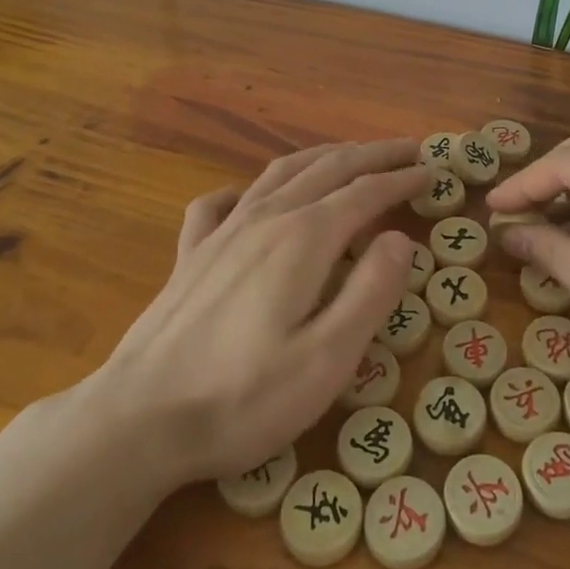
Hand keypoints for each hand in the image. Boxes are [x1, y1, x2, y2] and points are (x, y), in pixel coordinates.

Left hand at [85, 139, 426, 488]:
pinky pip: (221, 202)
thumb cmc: (242, 398)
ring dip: (323, 156)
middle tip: (409, 148)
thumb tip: (399, 240)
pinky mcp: (190, 254)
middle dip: (373, 154)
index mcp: (304, 239)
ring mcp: (222, 232)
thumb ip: (370, 293)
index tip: (432, 170)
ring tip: (350, 154)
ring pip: (280, 172)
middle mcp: (266, 219)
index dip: (401, 178)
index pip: (365, 192)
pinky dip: (246, 188)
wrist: (137, 419)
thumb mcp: (327, 359)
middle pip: (328, 168)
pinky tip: (248, 197)